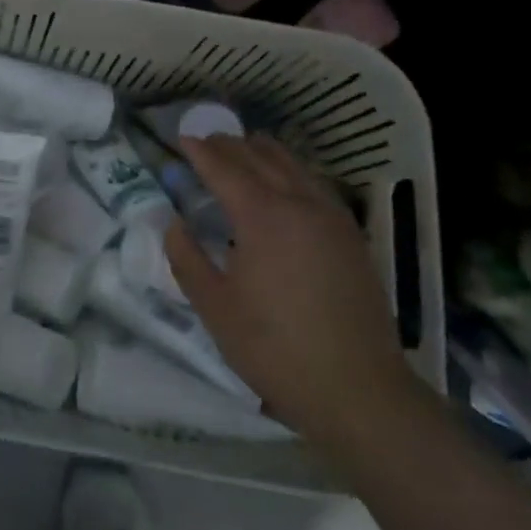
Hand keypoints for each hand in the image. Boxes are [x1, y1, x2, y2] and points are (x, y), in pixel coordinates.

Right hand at [165, 134, 418, 450]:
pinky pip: (316, 184)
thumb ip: (187, 258)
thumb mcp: (214, 307)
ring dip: (264, 152)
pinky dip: (293, 170)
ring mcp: (331, 218)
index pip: (224, 169)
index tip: (181, 139)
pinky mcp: (351, 236)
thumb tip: (173, 223)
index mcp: (262, 217)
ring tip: (244, 147)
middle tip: (206, 140)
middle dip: (230, 145)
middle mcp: (299, 204)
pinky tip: (288, 180)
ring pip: (294, 166)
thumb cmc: (274, 348)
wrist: (357, 390)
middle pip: (260, 158)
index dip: (200, 152)